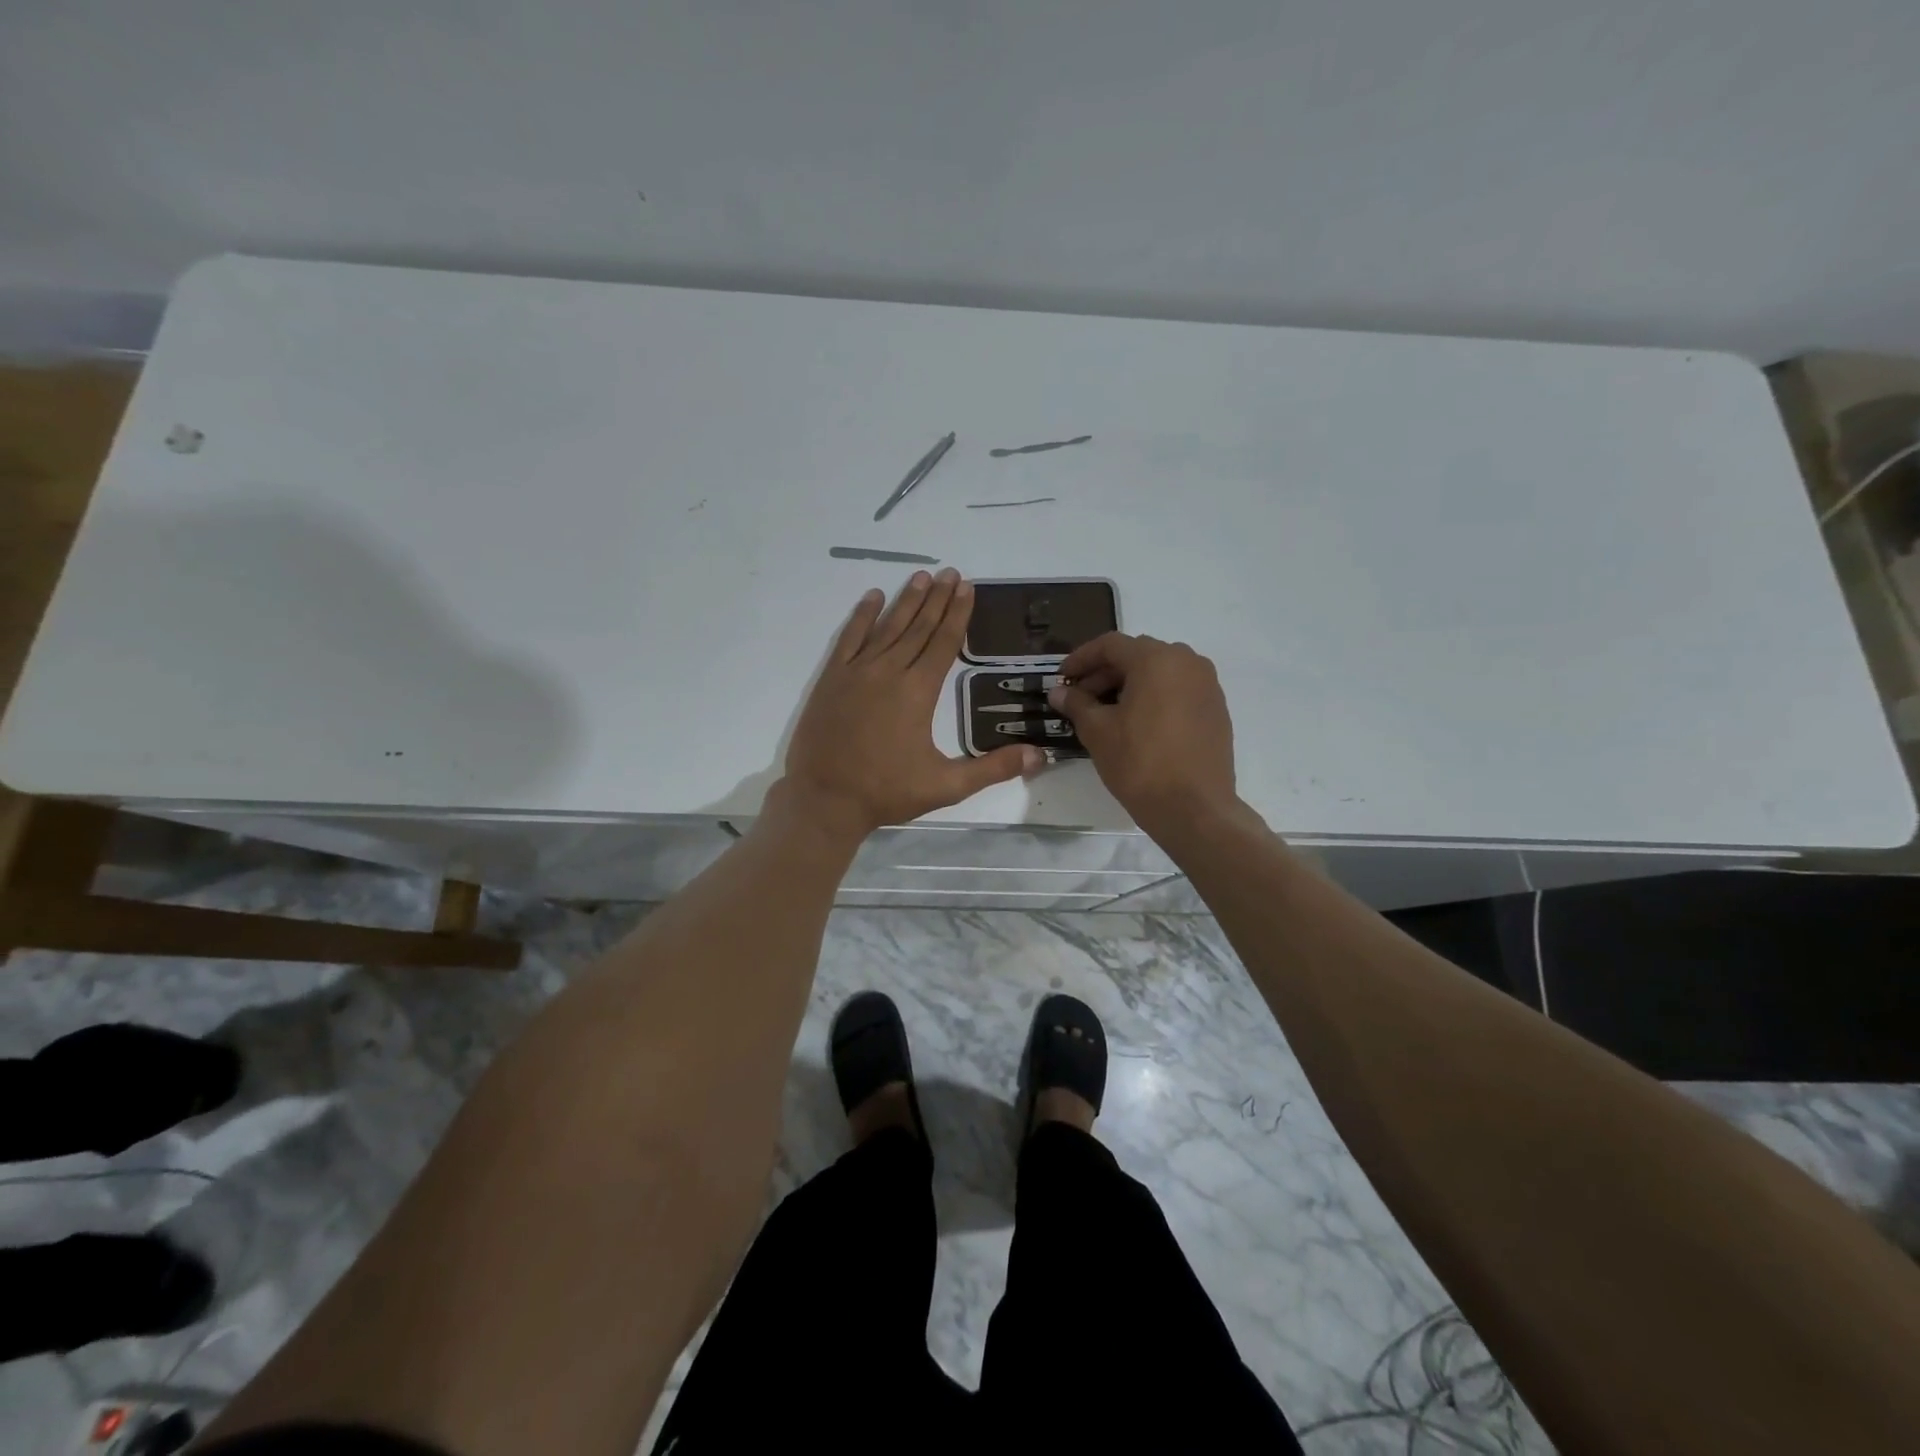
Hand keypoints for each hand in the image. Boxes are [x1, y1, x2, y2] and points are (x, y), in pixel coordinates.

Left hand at [781, 570, 1041, 839]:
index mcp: (918, 692)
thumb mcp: (946, 786)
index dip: (958, 614)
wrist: (824, 799)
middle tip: (951, 573)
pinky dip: (862, 616)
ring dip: (906, 601)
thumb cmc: (886, 792)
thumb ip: (993, 768)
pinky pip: (849, 638)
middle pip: (918, 627)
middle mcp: (889, 672)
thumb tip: (1040, 756)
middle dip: (937, 599)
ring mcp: (856, 672)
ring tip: (922, 577)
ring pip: (887, 627)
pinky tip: (873, 597)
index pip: (943, 643)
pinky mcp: (832, 679)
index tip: (967, 587)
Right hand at [1049, 633, 1238, 835]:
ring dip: (1130, 684)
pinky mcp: (1216, 709)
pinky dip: (1154, 697)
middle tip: (1080, 698)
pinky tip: (1137, 724)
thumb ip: (1076, 704)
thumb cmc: (1140, 763)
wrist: (1194, 808)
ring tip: (1106, 712)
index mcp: (1157, 659)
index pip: (1110, 645)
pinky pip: (1178, 690)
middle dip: (1104, 672)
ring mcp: (1207, 685)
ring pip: (1160, 672)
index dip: (1081, 658)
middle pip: (1137, 655)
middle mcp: (1187, 662)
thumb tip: (1059, 691)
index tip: (1062, 678)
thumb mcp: (1098, 731)